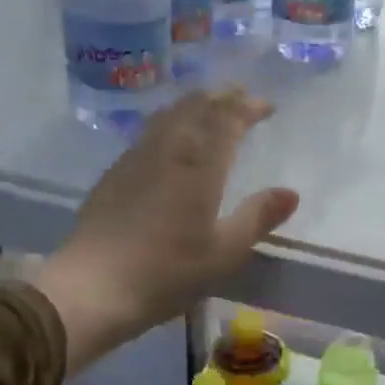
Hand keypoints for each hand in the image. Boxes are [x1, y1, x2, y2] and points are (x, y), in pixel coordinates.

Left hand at [33, 88, 298, 370]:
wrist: (93, 287)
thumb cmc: (167, 272)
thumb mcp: (224, 252)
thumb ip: (258, 218)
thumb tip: (291, 192)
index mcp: (199, 166)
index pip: (226, 118)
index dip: (248, 106)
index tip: (267, 106)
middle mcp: (167, 150)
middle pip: (195, 107)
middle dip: (222, 97)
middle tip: (241, 97)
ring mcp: (136, 159)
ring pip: (168, 114)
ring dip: (194, 104)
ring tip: (209, 107)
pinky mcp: (115, 173)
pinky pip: (149, 131)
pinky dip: (171, 121)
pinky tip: (171, 138)